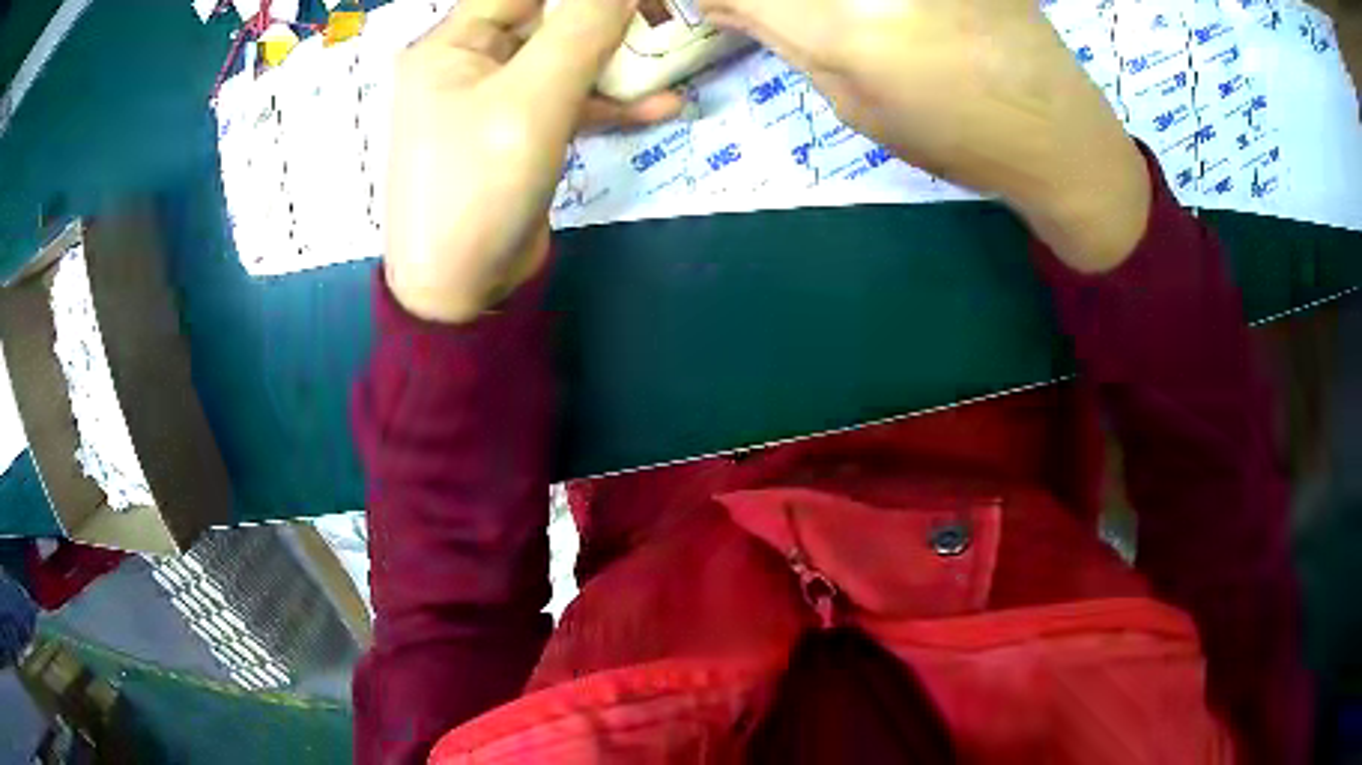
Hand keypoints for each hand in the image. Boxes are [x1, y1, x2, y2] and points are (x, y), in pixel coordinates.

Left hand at [385, 0, 682, 322]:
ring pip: (563, 58)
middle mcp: (467, 62)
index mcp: (451, 43)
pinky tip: (662, 107)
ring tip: (673, 53)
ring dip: (617, 60)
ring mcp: (493, 99)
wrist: (461, 293)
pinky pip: (566, 102)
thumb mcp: (533, 100)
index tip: (633, 1)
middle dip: (605, 18)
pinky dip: (609, 104)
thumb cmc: (479, 190)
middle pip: (546, 18)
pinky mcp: (517, 132)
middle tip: (661, 15)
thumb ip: (583, 29)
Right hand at [698, 0, 1150, 271]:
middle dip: (763, 3)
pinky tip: (871, 20)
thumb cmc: (959, 140)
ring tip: (835, 31)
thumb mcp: (858, 105)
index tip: (705, 7)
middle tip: (760, 18)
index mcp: (850, 29)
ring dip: (815, 8)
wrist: (1062, 135)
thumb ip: (784, 35)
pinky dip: (859, 4)